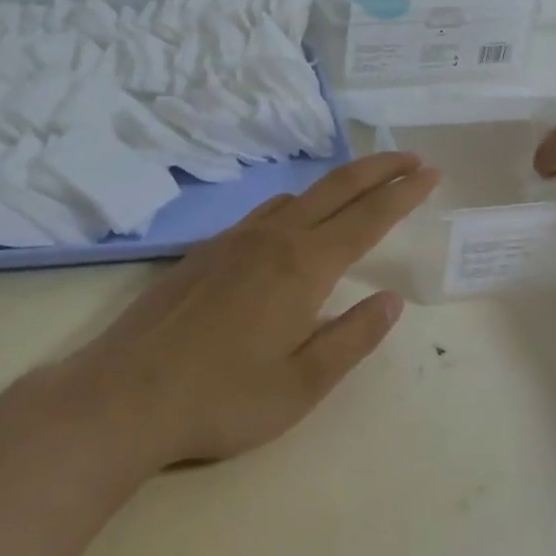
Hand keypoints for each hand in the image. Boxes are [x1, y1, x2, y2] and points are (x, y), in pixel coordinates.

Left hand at [70, 152, 439, 467]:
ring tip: (363, 185)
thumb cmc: (222, 397)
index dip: (404, 193)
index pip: (368, 217)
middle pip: (337, 188)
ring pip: (300, 195)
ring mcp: (235, 239)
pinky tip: (294, 219)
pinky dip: (298, 202)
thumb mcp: (302, 385)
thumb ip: (352, 338)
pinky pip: (266, 211)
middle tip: (411, 158)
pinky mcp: (207, 250)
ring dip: (339, 184)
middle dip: (379, 168)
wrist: (124, 395)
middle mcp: (273, 238)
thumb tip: (391, 301)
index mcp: (303, 266)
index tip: (431, 173)